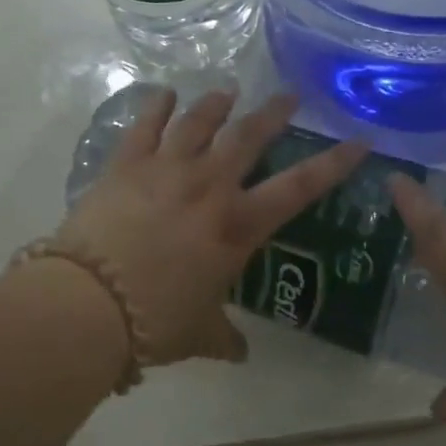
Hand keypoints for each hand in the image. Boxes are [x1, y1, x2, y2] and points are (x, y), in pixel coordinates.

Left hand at [44, 88, 366, 365]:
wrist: (88, 303)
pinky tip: (165, 93)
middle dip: (273, 112)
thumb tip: (239, 354)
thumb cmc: (156, 320)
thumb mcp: (199, 333)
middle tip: (288, 95)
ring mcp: (166, 169)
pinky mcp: (125, 165)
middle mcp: (209, 186)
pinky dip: (157, 106)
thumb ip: (224, 338)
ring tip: (228, 91)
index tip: (358, 140)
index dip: (334, 162)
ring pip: (199, 121)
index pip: (300, 187)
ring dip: (218, 103)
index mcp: (238, 225)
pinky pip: (145, 126)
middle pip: (249, 135)